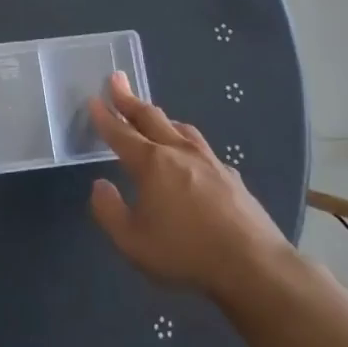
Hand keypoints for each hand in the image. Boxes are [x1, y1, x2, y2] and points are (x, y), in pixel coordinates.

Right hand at [88, 72, 290, 301]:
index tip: (93, 99)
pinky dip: (186, 141)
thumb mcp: (131, 241)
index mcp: (151, 164)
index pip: (120, 133)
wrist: (254, 266)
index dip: (104, 116)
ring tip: (152, 115)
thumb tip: (100, 185)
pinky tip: (190, 155)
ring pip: (180, 128)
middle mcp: (179, 152)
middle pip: (150, 118)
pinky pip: (202, 148)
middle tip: (116, 80)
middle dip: (129, 99)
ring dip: (160, 117)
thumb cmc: (185, 253)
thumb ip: (108, 210)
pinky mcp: (231, 176)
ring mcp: (210, 161)